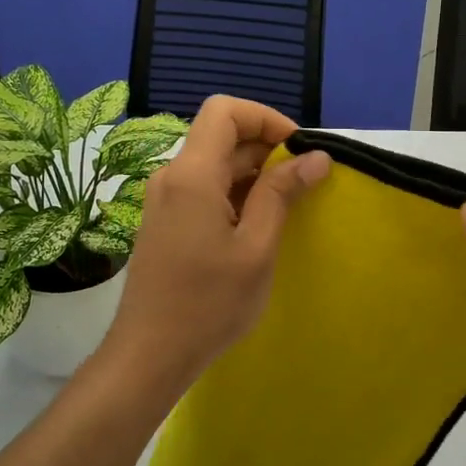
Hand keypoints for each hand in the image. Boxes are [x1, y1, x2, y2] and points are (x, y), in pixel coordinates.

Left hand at [102, 96, 330, 391]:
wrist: (150, 353)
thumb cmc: (208, 303)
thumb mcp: (256, 248)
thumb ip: (282, 194)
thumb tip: (316, 156)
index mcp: (191, 174)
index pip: (224, 111)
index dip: (266, 118)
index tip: (298, 149)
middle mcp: (171, 177)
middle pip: (220, 136)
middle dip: (266, 148)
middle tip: (303, 184)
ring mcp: (163, 200)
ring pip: (213, 164)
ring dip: (252, 174)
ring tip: (286, 208)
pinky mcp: (164, 221)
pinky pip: (202, 189)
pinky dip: (234, 194)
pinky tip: (256, 226)